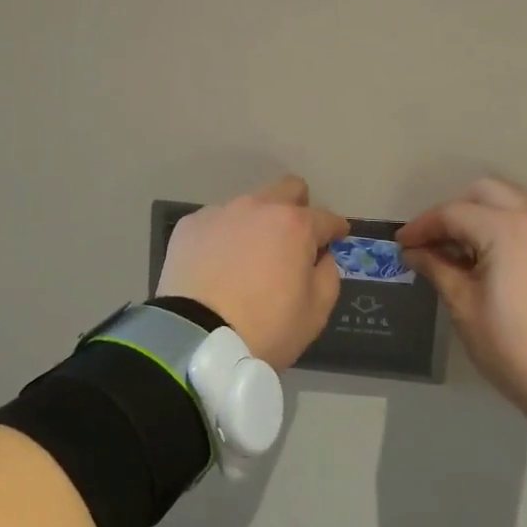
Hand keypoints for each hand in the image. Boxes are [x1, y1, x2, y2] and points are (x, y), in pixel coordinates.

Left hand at [154, 175, 349, 370]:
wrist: (197, 338)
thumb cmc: (265, 328)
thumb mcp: (315, 312)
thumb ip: (327, 275)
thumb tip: (321, 256)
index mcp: (293, 225)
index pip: (325, 217)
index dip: (335, 228)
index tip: (337, 236)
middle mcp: (257, 207)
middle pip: (286, 189)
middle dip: (298, 206)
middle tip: (294, 236)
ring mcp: (220, 212)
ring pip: (248, 206)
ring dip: (256, 224)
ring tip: (249, 257)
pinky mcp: (189, 225)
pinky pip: (216, 223)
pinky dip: (223, 237)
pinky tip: (217, 264)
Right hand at [397, 177, 526, 419]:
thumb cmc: (513, 343)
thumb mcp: (464, 306)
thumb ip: (437, 268)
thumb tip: (414, 252)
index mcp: (506, 229)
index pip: (453, 214)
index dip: (422, 227)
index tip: (401, 244)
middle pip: (485, 192)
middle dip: (454, 209)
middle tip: (433, 238)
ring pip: (510, 203)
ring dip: (480, 215)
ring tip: (458, 248)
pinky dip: (503, 227)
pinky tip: (488, 258)